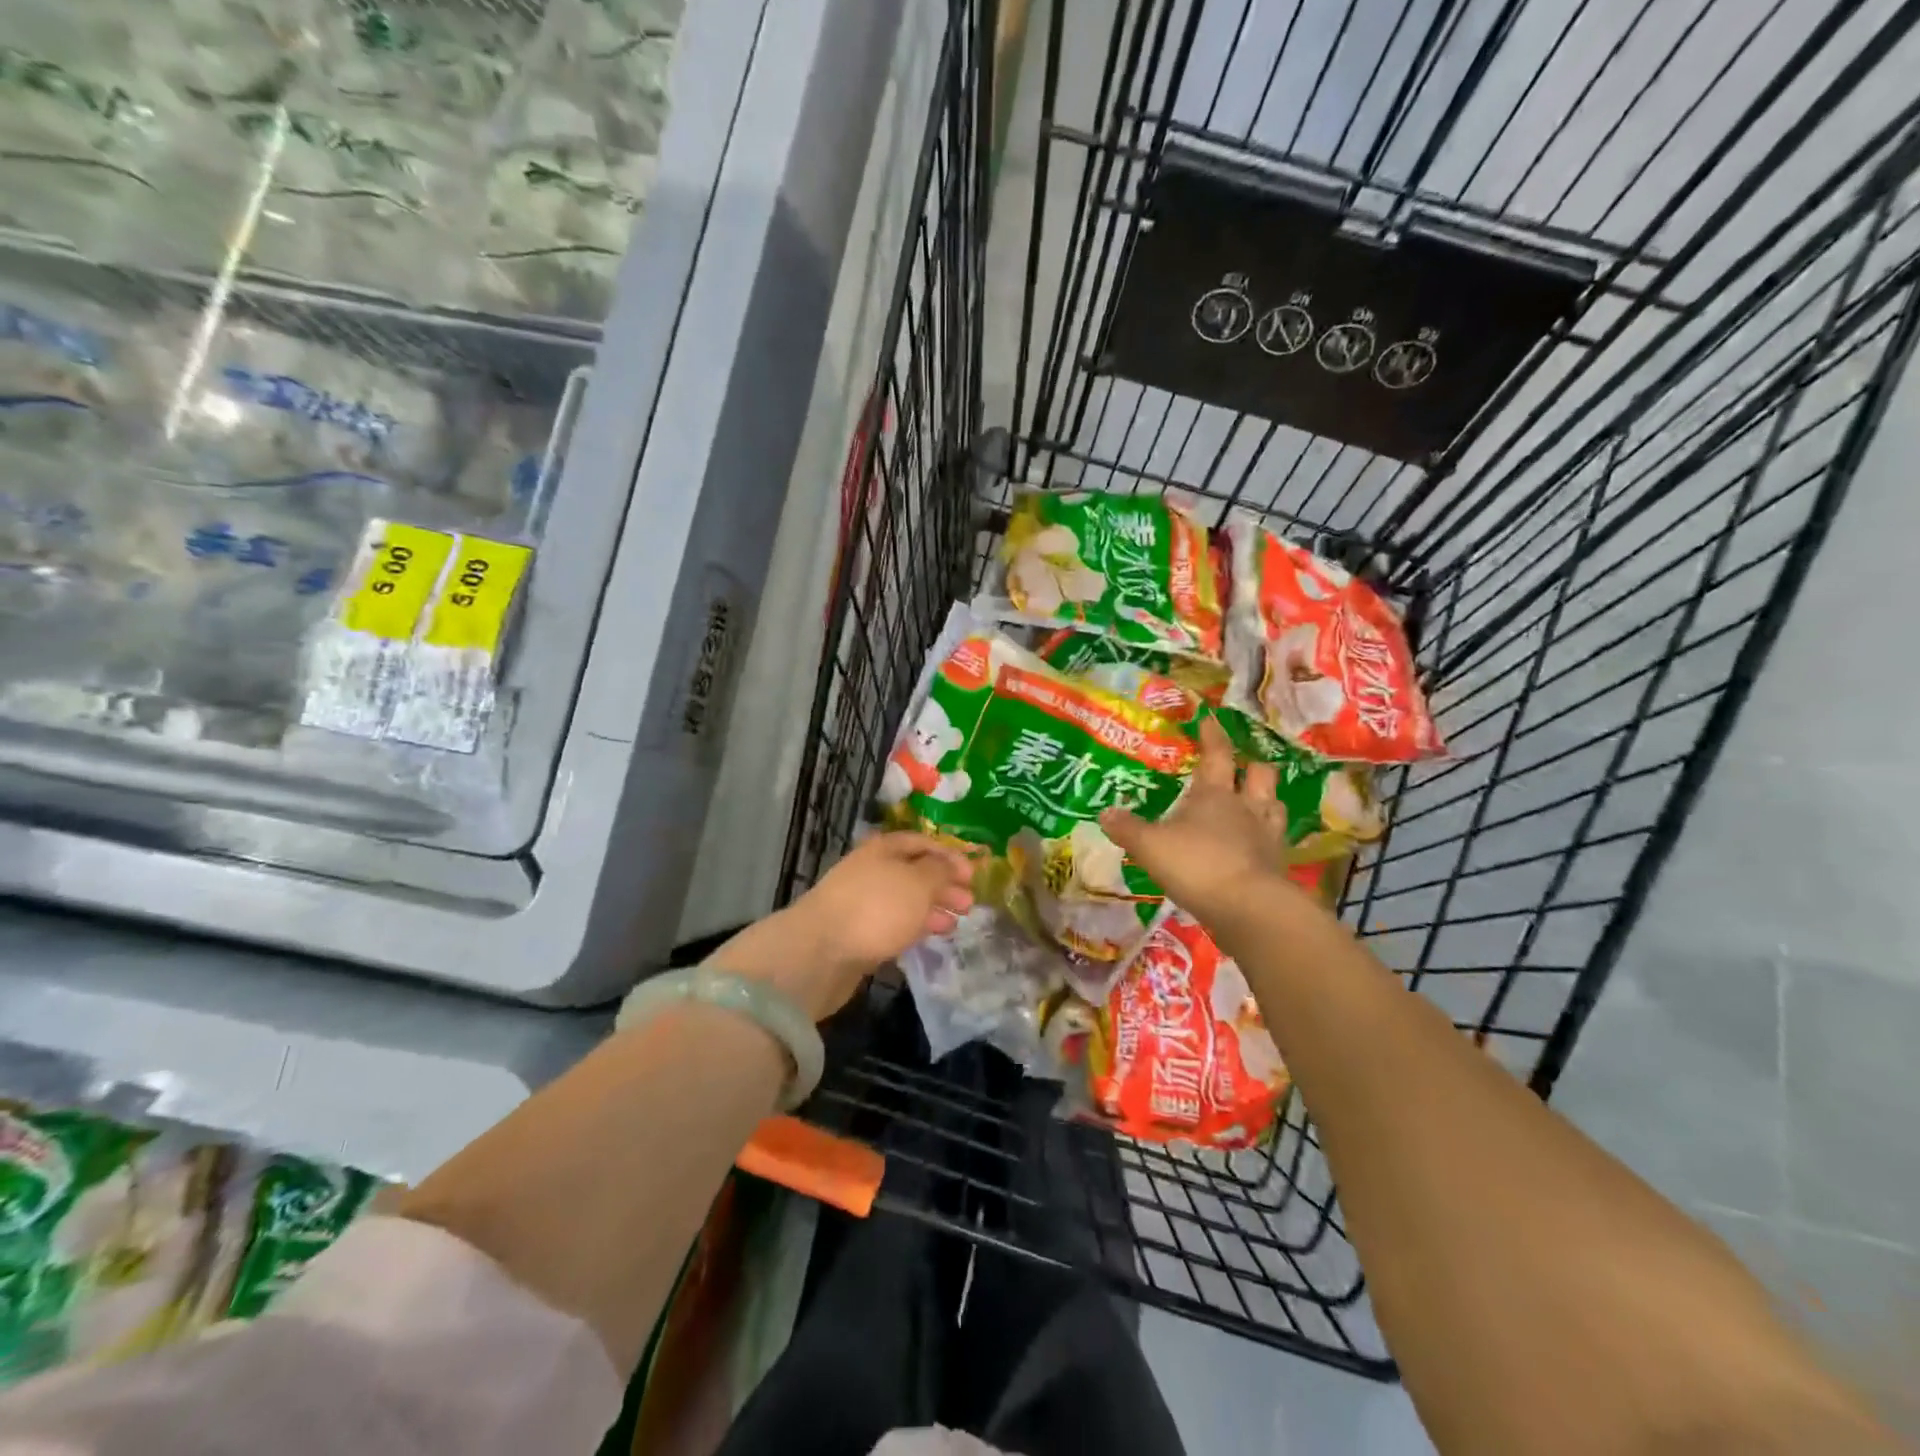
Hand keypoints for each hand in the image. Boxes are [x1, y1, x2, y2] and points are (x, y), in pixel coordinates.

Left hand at [712, 833, 973, 1020]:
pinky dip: (914, 927)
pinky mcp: (856, 934)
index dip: (949, 856)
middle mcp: (871, 870)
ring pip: (904, 900)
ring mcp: (862, 903)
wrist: (819, 952)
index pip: (921, 843)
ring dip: (932, 909)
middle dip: (943, 885)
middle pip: (913, 872)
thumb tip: (949, 865)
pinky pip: (893, 924)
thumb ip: (939, 872)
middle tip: (970, 903)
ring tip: (956, 924)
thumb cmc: (875, 908)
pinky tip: (929, 937)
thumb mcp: (917, 883)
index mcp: (883, 849)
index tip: (973, 874)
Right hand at [1100, 715, 1294, 921]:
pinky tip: (1257, 845)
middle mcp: (1246, 807)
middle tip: (1242, 766)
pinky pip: (1276, 841)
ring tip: (1257, 802)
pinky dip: (1268, 838)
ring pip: (1275, 805)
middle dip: (1251, 766)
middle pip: (1259, 775)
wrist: (1248, 908)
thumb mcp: (1150, 846)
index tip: (1210, 720)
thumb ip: (1127, 829)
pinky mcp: (1278, 865)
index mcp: (1214, 794)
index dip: (1213, 735)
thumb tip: (1105, 812)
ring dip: (1267, 799)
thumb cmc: (1197, 865)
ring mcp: (1267, 836)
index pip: (1217, 754)